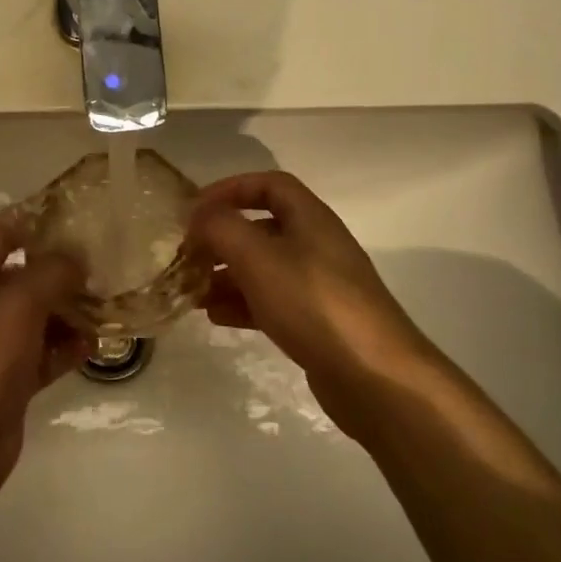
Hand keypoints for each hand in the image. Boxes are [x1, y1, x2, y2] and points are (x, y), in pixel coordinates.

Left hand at [0, 216, 88, 503]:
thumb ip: (50, 273)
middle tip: (105, 263)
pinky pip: (41, 354)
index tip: (77, 216)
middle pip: (21, 276)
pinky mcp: (7, 381)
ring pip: (35, 317)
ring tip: (108, 302)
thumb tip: (75, 259)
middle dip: (60, 271)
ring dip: (68, 311)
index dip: (34, 221)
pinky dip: (65, 348)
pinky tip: (96, 344)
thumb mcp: (16, 304)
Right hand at [185, 172, 441, 436]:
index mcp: (310, 219)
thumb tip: (198, 216)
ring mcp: (318, 286)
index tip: (195, 209)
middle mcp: (316, 246)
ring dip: (226, 274)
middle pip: (262, 229)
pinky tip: (215, 317)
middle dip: (221, 239)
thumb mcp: (259, 258)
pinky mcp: (316, 322)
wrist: (373, 376)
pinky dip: (241, 304)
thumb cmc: (313, 304)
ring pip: (263, 268)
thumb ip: (222, 228)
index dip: (230, 189)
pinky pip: (270, 302)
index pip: (269, 185)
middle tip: (187, 256)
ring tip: (192, 291)